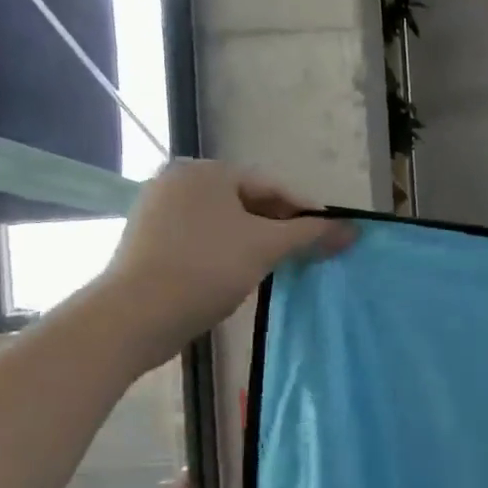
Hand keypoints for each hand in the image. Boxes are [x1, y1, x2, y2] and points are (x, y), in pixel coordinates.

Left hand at [93, 161, 351, 366]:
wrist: (134, 316)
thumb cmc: (206, 268)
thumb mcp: (266, 247)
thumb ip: (311, 234)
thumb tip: (352, 229)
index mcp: (205, 171)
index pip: (271, 185)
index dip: (305, 211)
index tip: (330, 234)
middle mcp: (178, 180)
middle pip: (247, 200)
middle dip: (279, 225)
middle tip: (306, 252)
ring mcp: (158, 210)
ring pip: (225, 221)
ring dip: (255, 240)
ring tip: (279, 264)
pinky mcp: (149, 240)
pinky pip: (202, 237)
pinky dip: (227, 250)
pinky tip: (241, 273)